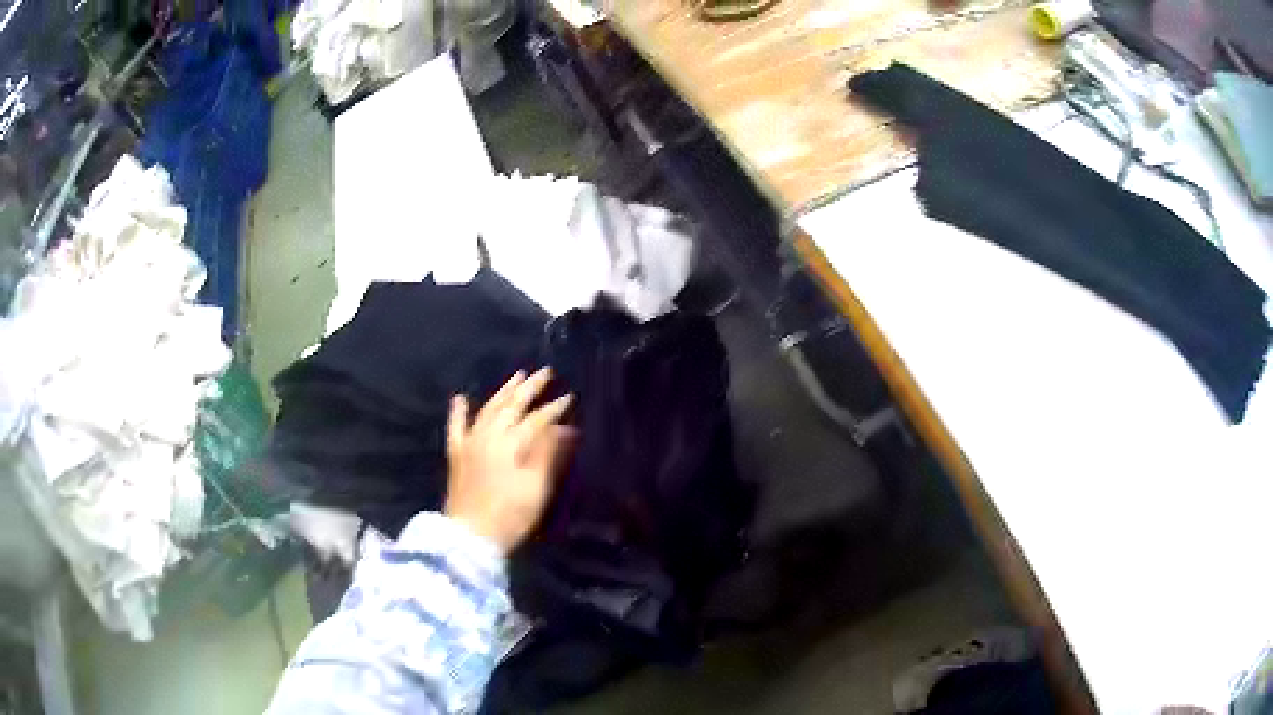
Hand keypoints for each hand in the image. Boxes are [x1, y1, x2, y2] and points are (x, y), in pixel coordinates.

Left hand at [444, 368, 574, 553]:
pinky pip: (456, 428)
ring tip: (517, 376)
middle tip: (545, 372)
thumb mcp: (537, 487)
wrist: (470, 536)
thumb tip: (564, 427)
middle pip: (512, 406)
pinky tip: (460, 398)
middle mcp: (489, 435)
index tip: (570, 397)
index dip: (554, 408)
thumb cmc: (510, 515)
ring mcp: (470, 443)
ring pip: (487, 409)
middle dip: (530, 388)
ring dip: (503, 392)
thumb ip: (548, 453)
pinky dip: (458, 412)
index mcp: (511, 443)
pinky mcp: (457, 455)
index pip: (537, 419)